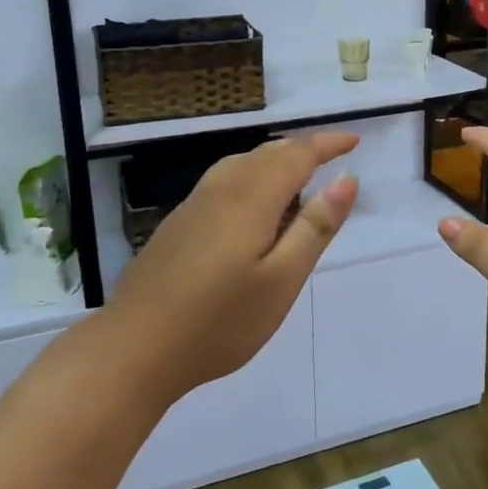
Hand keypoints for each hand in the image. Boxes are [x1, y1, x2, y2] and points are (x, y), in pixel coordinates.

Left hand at [102, 132, 359, 405]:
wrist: (134, 348)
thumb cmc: (219, 321)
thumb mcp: (282, 280)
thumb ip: (315, 227)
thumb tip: (346, 179)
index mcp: (251, 197)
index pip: (296, 155)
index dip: (327, 145)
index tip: (353, 141)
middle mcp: (221, 189)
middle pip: (267, 154)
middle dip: (302, 151)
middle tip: (333, 159)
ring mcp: (194, 204)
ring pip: (242, 164)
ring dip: (275, 162)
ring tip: (299, 181)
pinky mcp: (178, 223)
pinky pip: (225, 181)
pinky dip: (252, 178)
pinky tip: (253, 209)